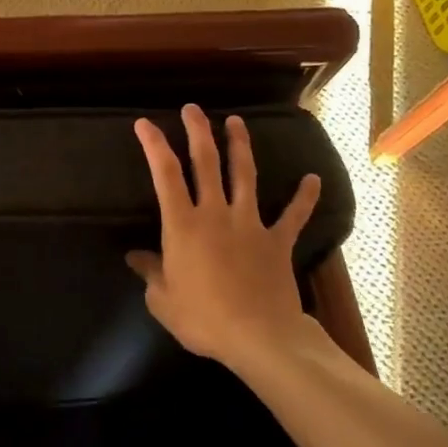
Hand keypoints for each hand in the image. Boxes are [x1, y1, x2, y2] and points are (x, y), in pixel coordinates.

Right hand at [128, 105, 326, 377]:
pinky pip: (293, 216)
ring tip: (236, 122)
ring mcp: (250, 224)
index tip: (144, 123)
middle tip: (192, 108)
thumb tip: (135, 257)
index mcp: (183, 225)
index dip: (154, 145)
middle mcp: (216, 214)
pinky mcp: (277, 242)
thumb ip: (150, 273)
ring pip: (244, 176)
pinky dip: (304, 197)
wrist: (260, 338)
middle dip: (198, 132)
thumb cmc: (203, 318)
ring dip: (240, 147)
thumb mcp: (162, 300)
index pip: (165, 174)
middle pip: (206, 163)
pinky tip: (312, 179)